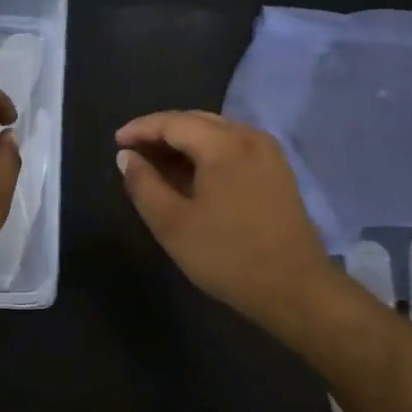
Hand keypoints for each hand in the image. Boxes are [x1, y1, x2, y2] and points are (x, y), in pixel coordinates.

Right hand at [115, 110, 352, 332]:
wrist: (296, 290)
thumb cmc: (228, 256)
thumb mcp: (172, 224)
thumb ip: (143, 184)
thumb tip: (126, 156)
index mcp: (224, 144)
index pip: (173, 122)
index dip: (140, 129)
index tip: (115, 143)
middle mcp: (249, 136)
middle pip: (196, 121)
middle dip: (160, 133)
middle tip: (132, 153)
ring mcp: (268, 152)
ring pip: (215, 132)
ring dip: (183, 143)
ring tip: (155, 165)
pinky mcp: (277, 170)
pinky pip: (232, 147)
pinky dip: (206, 153)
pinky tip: (190, 175)